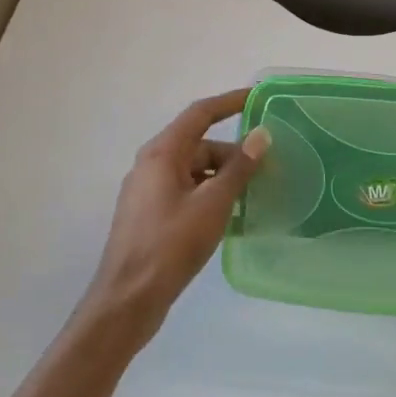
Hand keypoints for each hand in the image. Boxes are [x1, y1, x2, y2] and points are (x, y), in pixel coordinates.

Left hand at [79, 88, 269, 341]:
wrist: (128, 299)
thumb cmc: (171, 245)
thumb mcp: (213, 204)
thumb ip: (239, 168)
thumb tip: (261, 136)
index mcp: (162, 153)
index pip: (200, 114)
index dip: (230, 102)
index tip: (258, 97)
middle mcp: (151, 165)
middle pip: (199, 145)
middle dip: (233, 154)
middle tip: (267, 169)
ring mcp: (148, 191)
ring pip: (194, 171)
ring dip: (223, 178)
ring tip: (254, 196)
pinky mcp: (150, 215)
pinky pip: (187, 192)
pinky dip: (210, 195)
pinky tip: (231, 216)